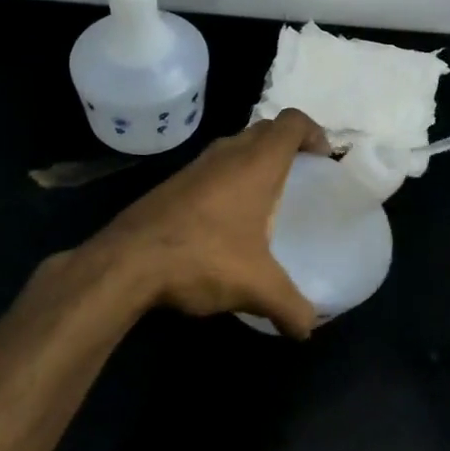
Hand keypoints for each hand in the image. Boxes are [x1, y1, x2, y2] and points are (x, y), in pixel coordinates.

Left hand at [90, 108, 331, 338]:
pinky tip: (227, 218)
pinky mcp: (171, 184)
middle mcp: (226, 154)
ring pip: (235, 146)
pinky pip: (212, 167)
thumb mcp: (256, 287)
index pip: (292, 122)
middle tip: (301, 175)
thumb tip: (309, 328)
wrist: (125, 262)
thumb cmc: (203, 258)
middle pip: (265, 128)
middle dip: (287, 144)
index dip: (313, 132)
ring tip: (266, 197)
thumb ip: (291, 307)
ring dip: (254, 160)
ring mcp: (194, 166)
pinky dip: (228, 178)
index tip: (323, 159)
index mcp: (256, 163)